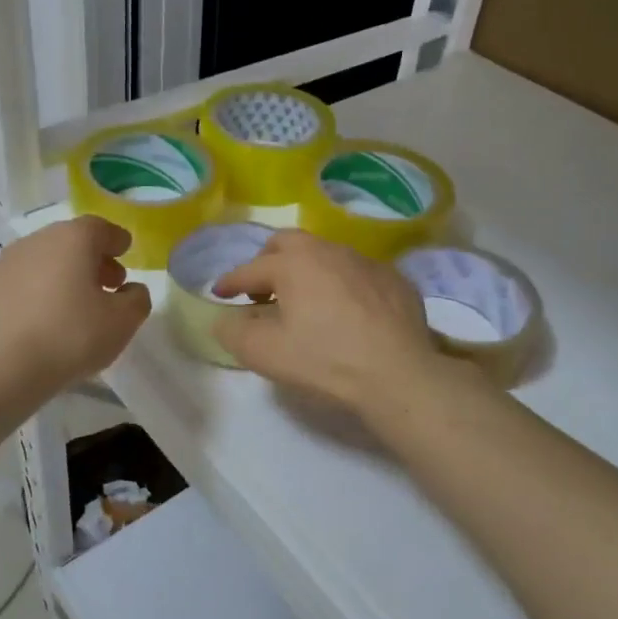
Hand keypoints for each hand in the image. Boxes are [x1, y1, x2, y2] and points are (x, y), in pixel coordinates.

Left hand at [0, 216, 150, 401]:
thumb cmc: (67, 337)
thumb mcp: (121, 323)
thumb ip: (136, 300)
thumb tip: (131, 290)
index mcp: (73, 238)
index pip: (101, 228)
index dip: (117, 241)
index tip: (126, 253)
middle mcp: (37, 241)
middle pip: (71, 242)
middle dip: (93, 260)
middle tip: (109, 285)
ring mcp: (5, 264)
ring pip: (45, 262)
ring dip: (65, 277)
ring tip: (78, 307)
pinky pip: (23, 284)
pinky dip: (40, 294)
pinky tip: (46, 323)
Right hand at [211, 229, 448, 414]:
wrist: (398, 375)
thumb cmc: (325, 360)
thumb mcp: (265, 353)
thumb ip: (234, 332)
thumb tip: (226, 319)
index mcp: (294, 263)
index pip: (251, 268)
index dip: (230, 282)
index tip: (219, 294)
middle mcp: (330, 250)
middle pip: (289, 243)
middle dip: (268, 262)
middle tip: (263, 291)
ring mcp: (366, 261)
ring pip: (326, 255)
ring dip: (308, 271)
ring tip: (305, 302)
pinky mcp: (395, 279)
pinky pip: (358, 273)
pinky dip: (342, 285)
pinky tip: (347, 313)